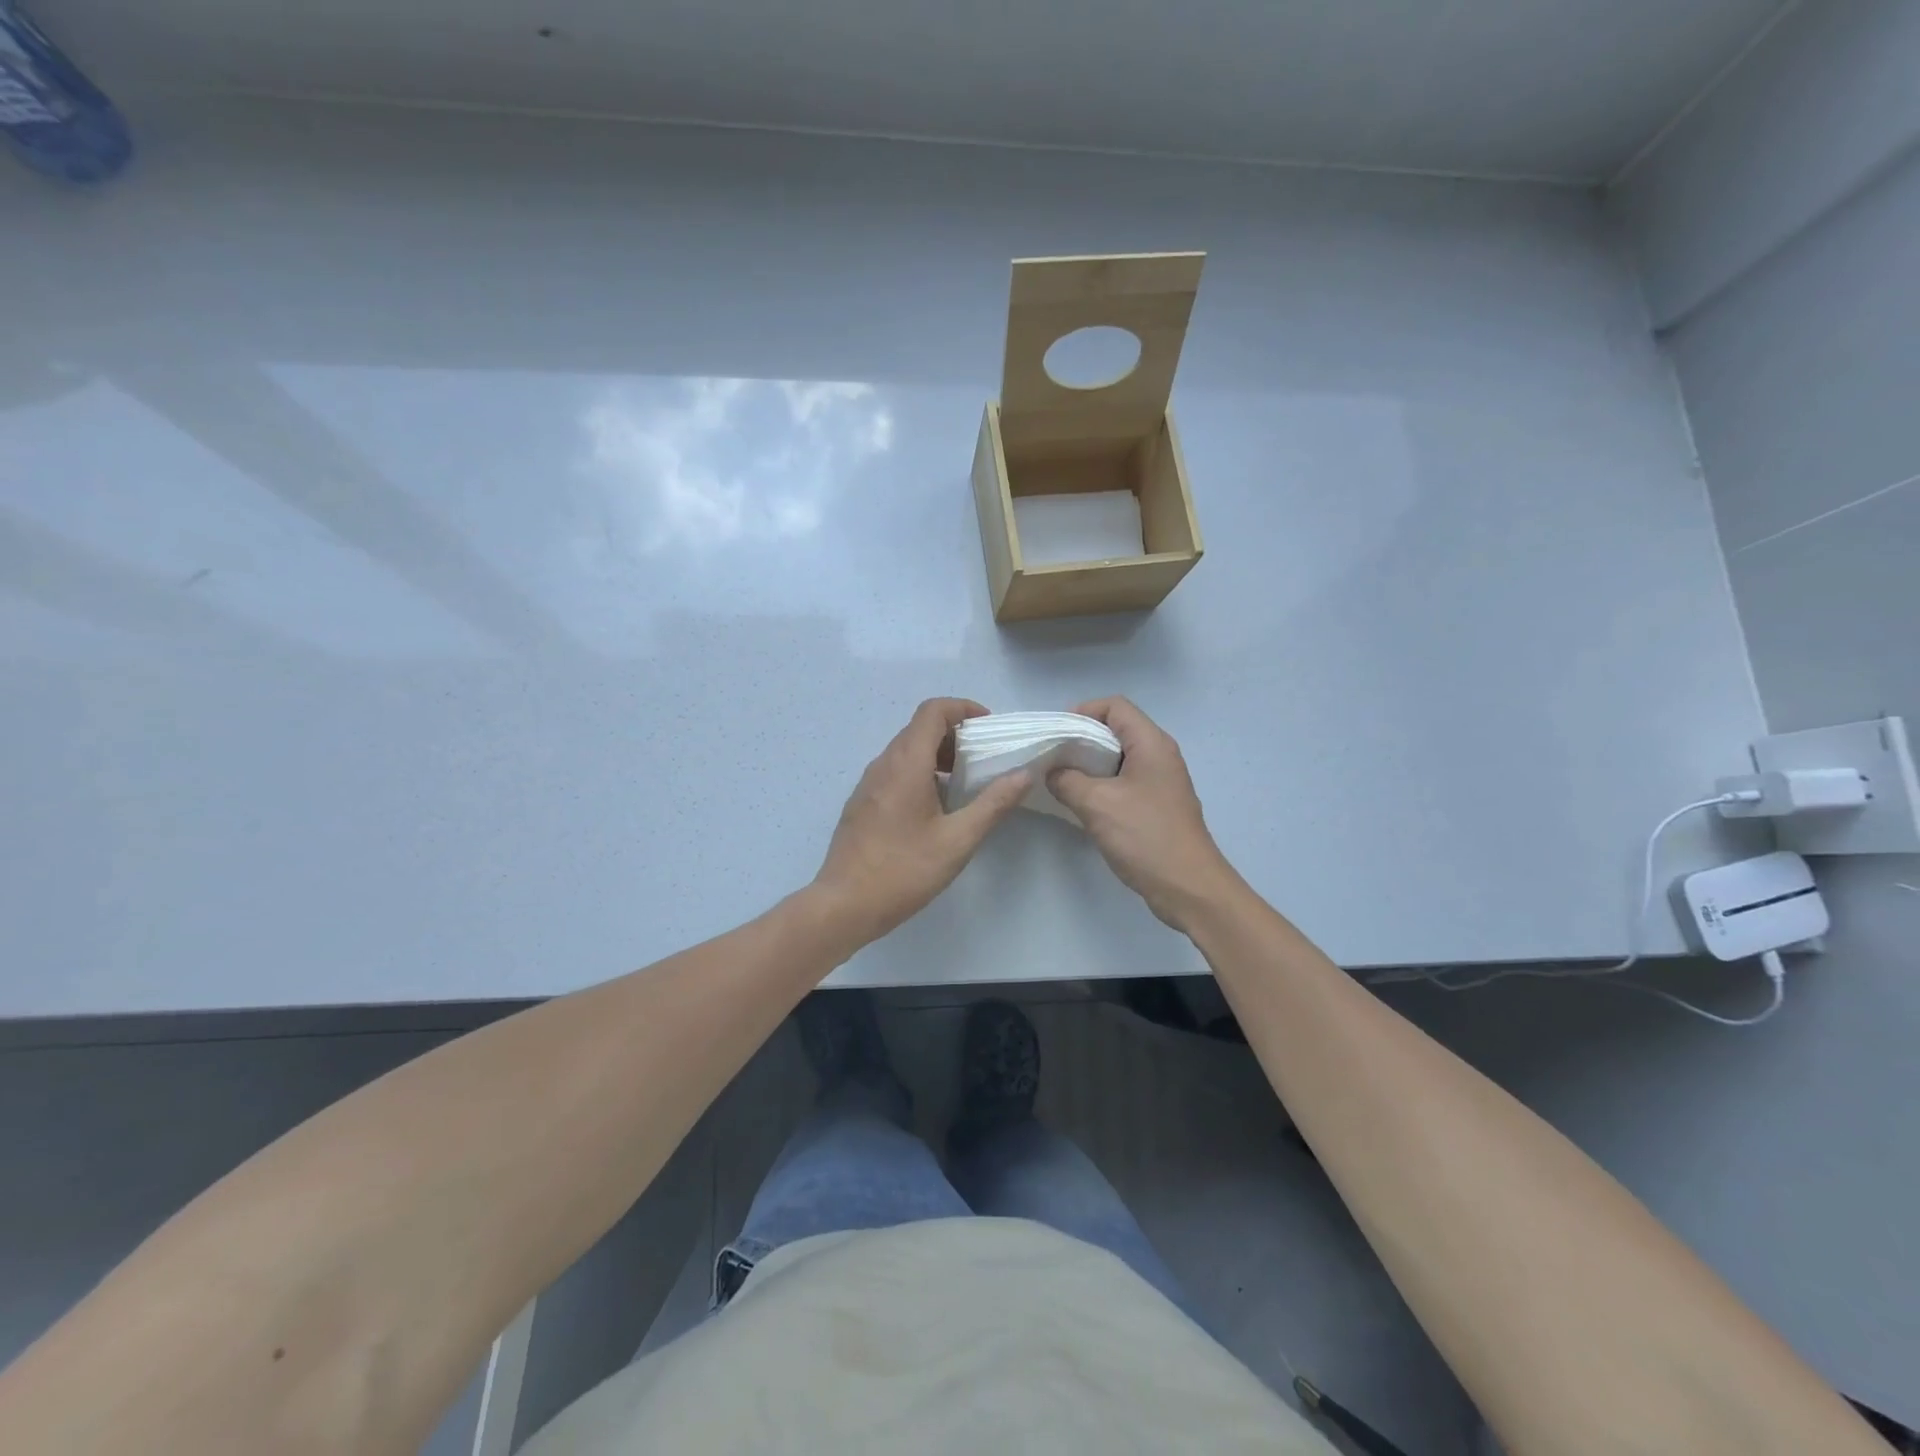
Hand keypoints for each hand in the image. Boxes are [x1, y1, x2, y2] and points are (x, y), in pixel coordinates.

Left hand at [812, 698, 1030, 945]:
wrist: (843, 905)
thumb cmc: (903, 870)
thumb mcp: (957, 840)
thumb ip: (993, 804)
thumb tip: (1024, 775)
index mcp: (906, 764)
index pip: (933, 711)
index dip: (963, 709)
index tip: (989, 728)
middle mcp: (883, 764)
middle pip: (920, 728)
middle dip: (955, 734)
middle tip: (984, 759)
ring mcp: (868, 783)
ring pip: (906, 751)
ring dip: (938, 755)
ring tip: (965, 784)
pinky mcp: (862, 802)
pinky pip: (895, 771)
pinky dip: (920, 772)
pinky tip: (936, 808)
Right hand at [1048, 696, 1240, 930]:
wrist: (1188, 887)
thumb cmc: (1145, 837)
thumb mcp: (1097, 804)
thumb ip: (1067, 780)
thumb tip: (1052, 772)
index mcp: (1151, 744)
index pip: (1115, 706)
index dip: (1083, 712)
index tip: (1056, 734)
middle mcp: (1159, 755)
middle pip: (1116, 729)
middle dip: (1081, 739)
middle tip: (1052, 757)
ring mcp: (1161, 781)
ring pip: (1119, 758)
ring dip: (1089, 765)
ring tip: (1060, 780)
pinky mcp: (1157, 805)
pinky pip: (1125, 781)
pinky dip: (1101, 784)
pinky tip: (1081, 803)